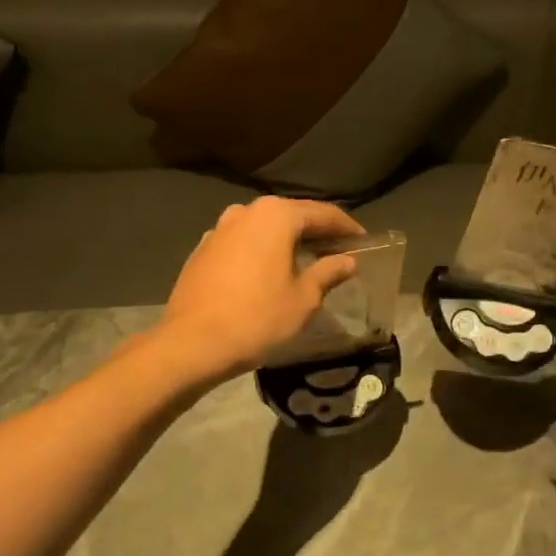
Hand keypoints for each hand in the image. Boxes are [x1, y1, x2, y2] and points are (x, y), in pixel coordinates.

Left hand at [159, 197, 365, 379]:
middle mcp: (246, 212)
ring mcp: (219, 229)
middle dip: (316, 232)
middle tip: (339, 250)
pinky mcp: (203, 250)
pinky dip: (262, 251)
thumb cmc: (258, 317)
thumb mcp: (304, 298)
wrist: (192, 343)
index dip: (346, 227)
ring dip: (287, 240)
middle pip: (291, 216)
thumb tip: (347, 261)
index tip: (363, 240)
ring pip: (264, 228)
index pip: (322, 213)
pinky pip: (243, 243)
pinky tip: (270, 272)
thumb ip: (328, 272)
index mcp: (276, 216)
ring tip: (306, 260)